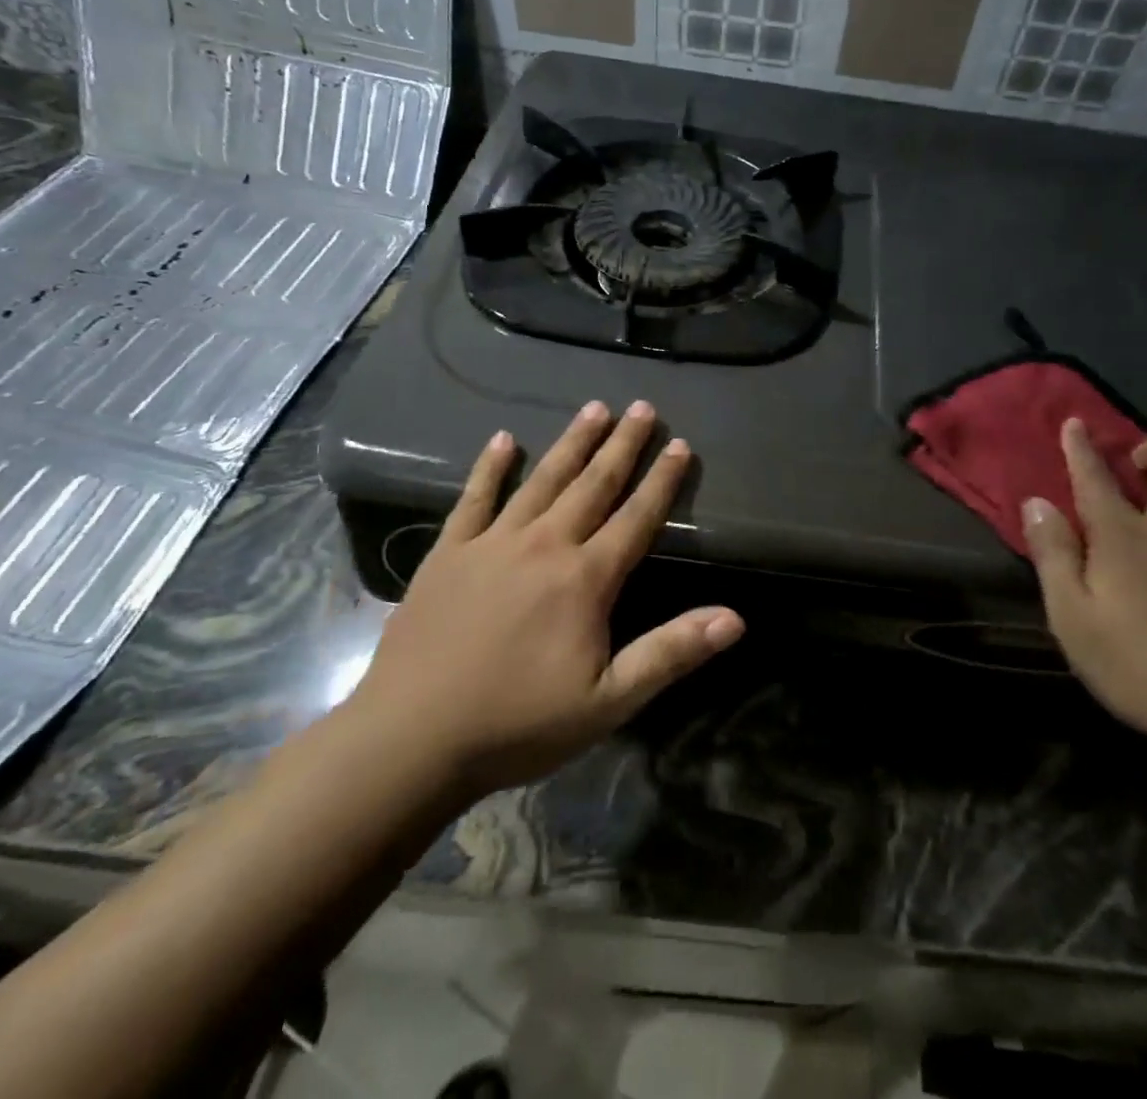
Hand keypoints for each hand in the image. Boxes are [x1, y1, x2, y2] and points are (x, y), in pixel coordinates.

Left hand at [350, 401, 742, 795]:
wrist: (411, 738)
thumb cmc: (519, 723)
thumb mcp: (608, 701)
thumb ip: (670, 653)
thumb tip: (735, 618)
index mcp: (585, 578)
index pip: (636, 517)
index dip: (661, 480)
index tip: (679, 444)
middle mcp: (544, 545)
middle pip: (593, 484)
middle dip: (621, 444)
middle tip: (642, 407)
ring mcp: (492, 543)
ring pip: (543, 480)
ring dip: (572, 442)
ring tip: (594, 408)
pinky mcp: (449, 552)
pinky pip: (474, 498)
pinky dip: (490, 468)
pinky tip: (502, 440)